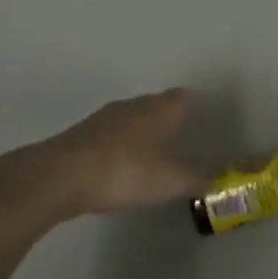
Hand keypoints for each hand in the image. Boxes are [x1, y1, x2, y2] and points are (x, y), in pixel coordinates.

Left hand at [0, 88, 201, 227]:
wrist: (61, 176)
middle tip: (179, 135)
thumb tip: (217, 179)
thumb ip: (195, 179)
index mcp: (158, 109)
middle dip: (166, 118)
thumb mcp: (169, 181)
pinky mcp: (81, 136)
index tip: (200, 115)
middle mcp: (132, 106)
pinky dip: (118, 146)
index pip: (181, 97)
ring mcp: (103, 118)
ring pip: (130, 118)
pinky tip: (119, 165)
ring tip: (151, 151)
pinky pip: (109, 136)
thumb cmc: (125, 171)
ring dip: (140, 131)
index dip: (191, 104)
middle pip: (155, 104)